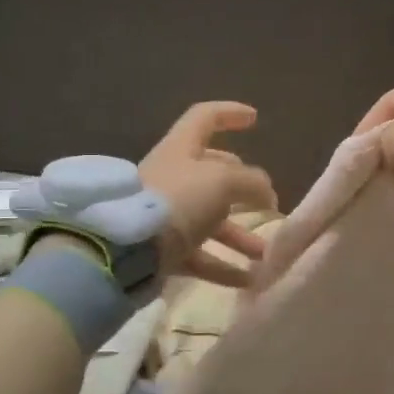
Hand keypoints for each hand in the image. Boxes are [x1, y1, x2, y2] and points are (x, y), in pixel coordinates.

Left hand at [140, 101, 278, 286]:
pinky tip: (248, 280)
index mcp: (181, 149)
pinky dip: (223, 266)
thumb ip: (251, 182)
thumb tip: (267, 193)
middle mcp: (172, 177)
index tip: (254, 118)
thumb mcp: (223, 181)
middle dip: (241, 186)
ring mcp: (165, 214)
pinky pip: (198, 255)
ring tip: (265, 254)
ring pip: (209, 220)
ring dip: (239, 235)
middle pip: (211, 174)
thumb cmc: (177, 199)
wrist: (126, 248)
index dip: (230, 113)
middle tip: (264, 200)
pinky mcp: (161, 249)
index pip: (205, 118)